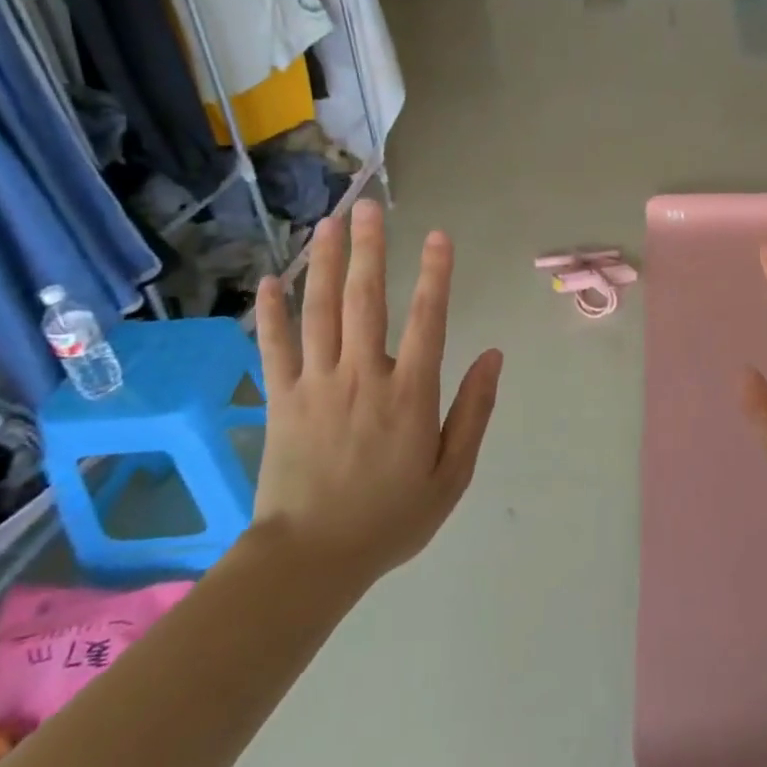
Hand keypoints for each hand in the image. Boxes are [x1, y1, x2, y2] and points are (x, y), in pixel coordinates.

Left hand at [251, 200, 503, 583]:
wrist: (310, 559)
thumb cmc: (390, 517)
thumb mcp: (451, 473)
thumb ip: (474, 411)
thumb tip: (494, 356)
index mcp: (409, 394)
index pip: (428, 319)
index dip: (436, 274)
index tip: (439, 236)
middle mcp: (363, 375)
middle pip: (366, 300)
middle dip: (370, 249)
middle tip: (370, 207)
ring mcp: (316, 384)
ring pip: (320, 311)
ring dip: (326, 263)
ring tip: (329, 223)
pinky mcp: (281, 399)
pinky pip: (275, 347)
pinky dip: (272, 312)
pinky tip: (271, 280)